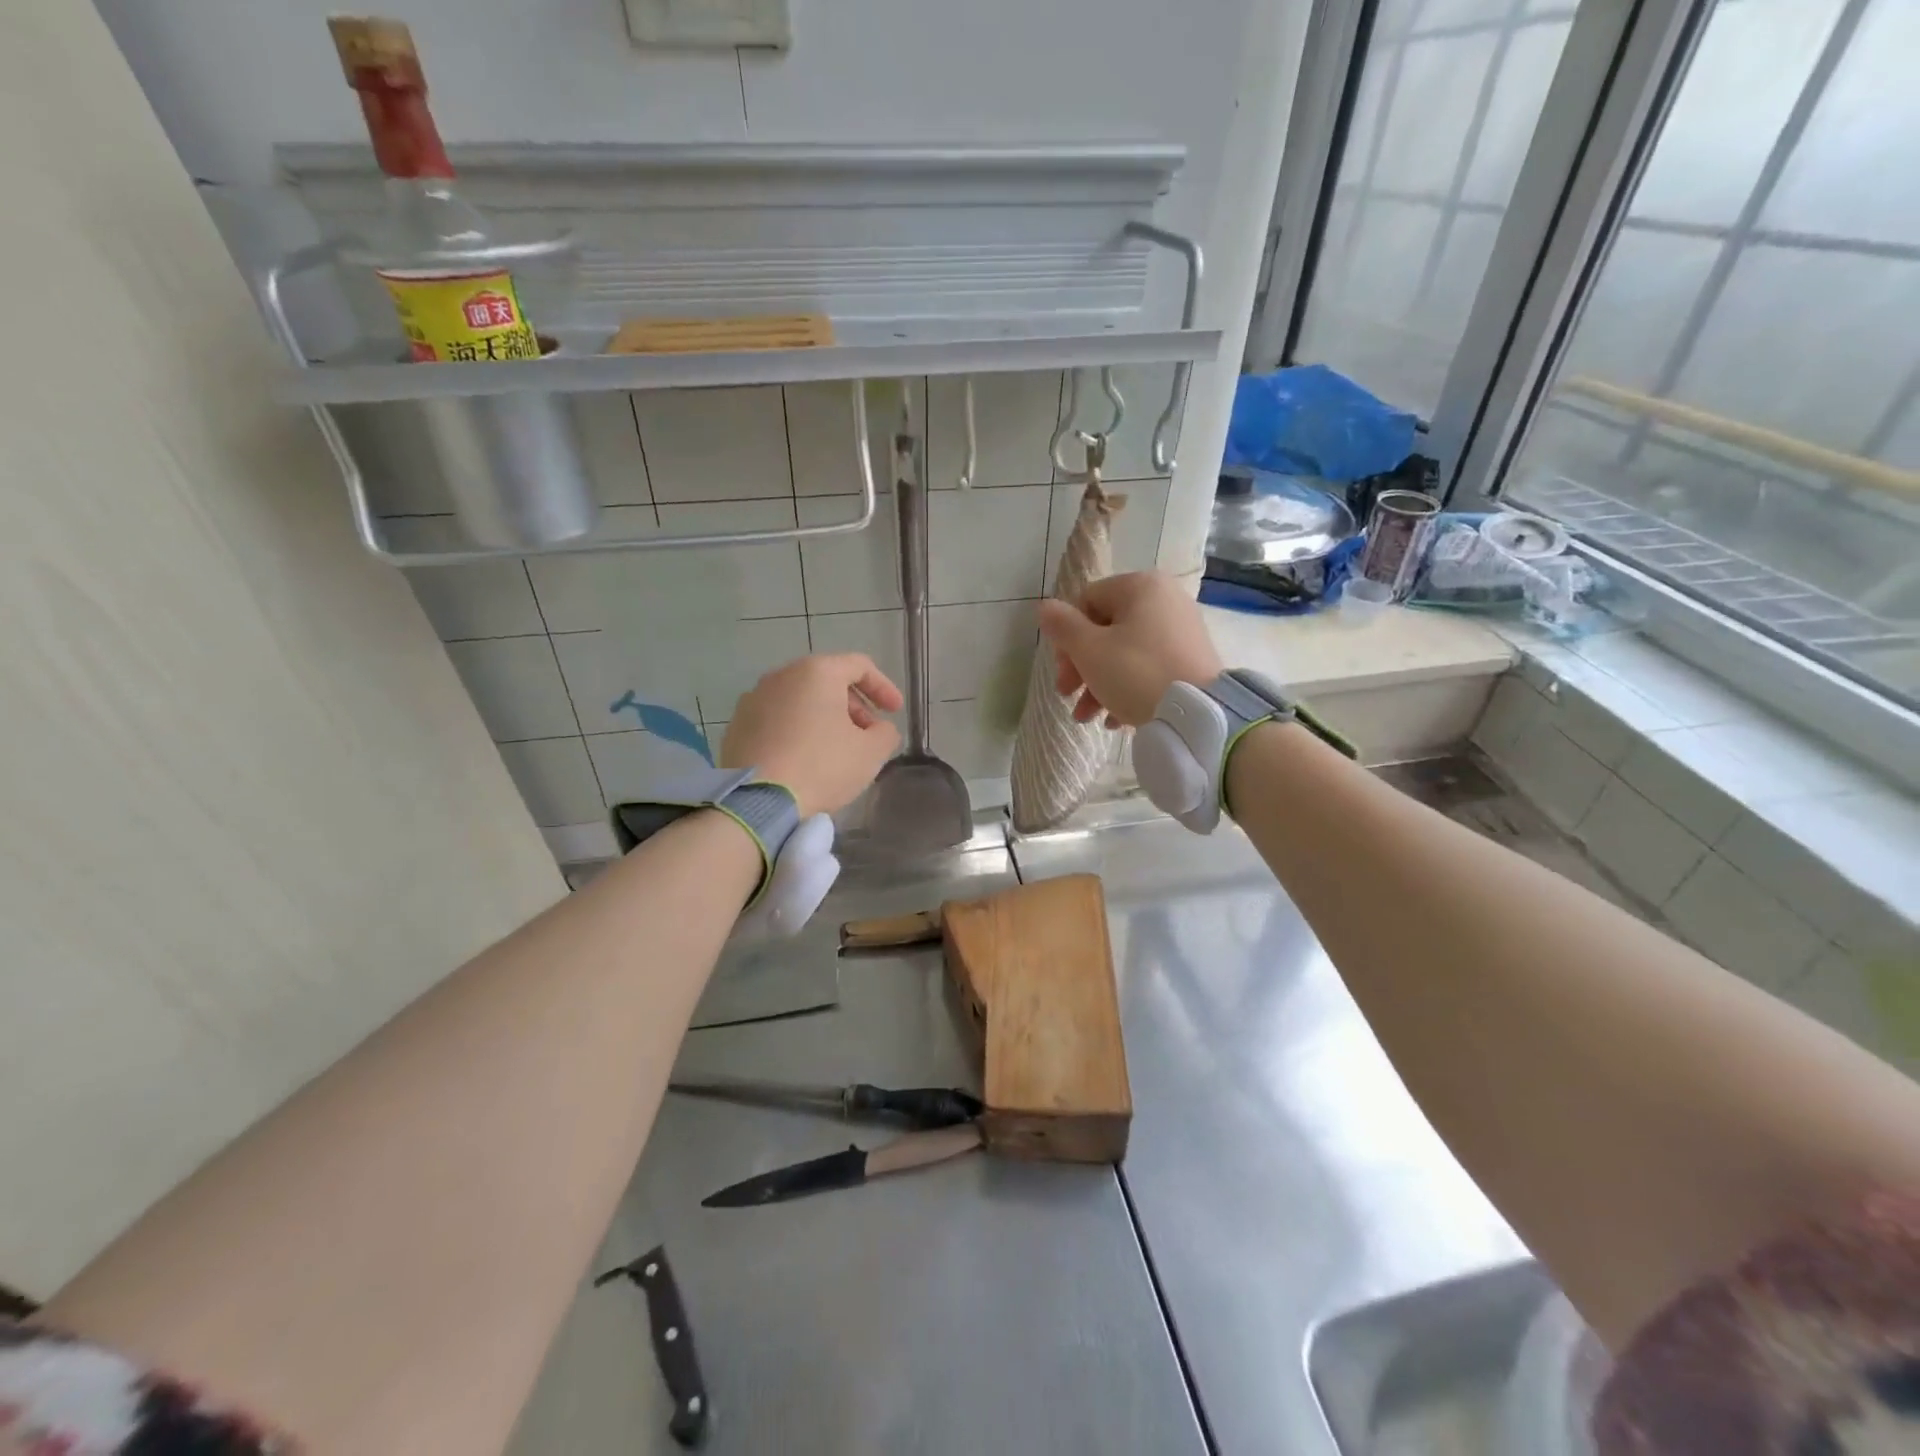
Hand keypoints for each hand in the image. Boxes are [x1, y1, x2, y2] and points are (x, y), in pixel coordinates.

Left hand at [722, 654, 903, 816]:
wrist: (756, 801)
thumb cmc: (821, 767)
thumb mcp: (870, 753)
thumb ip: (885, 733)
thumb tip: (879, 729)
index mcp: (817, 672)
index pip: (859, 666)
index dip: (883, 687)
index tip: (895, 712)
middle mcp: (782, 675)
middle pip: (827, 681)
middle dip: (853, 706)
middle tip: (868, 734)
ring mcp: (753, 699)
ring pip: (800, 700)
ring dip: (824, 718)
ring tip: (837, 749)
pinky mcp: (737, 725)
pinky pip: (777, 719)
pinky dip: (797, 730)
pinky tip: (805, 759)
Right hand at [1036, 572, 1223, 726]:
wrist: (1197, 714)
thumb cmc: (1136, 674)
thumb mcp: (1089, 650)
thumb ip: (1062, 626)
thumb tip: (1045, 607)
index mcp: (1140, 587)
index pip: (1086, 602)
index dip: (1066, 638)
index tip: (1061, 672)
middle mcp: (1164, 599)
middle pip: (1105, 629)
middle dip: (1081, 667)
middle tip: (1067, 696)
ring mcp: (1181, 629)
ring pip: (1125, 652)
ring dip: (1099, 684)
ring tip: (1087, 718)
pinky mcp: (1191, 658)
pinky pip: (1149, 667)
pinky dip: (1127, 689)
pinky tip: (1115, 721)